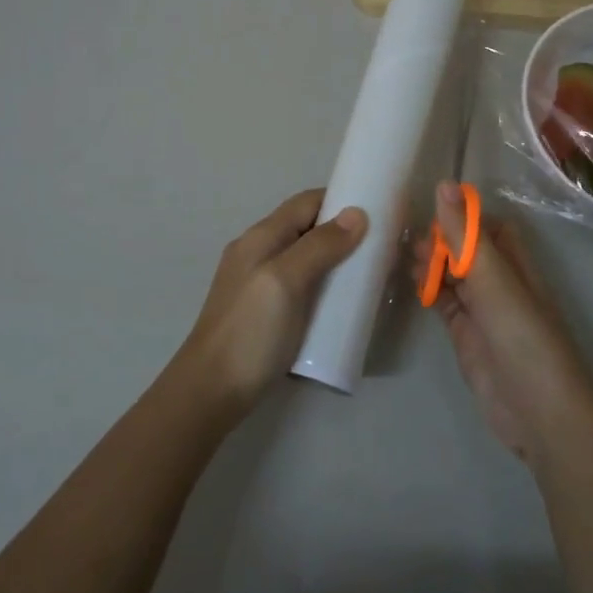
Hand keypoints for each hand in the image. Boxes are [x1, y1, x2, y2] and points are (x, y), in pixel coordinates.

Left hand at [170, 189, 367, 419]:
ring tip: (368, 275)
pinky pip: (302, 285)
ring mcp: (260, 283)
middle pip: (306, 228)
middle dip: (343, 232)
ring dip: (336, 261)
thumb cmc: (250, 332)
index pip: (306, 202)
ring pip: (305, 258)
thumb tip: (356, 213)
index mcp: (261, 237)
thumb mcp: (285, 282)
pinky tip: (342, 303)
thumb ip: (319, 246)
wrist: (211, 392)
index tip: (378, 211)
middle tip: (381, 248)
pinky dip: (324, 285)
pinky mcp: (265, 311)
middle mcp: (258, 252)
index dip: (340, 200)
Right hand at [416, 182, 592, 465]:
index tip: (428, 209)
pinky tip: (409, 283)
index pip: (489, 228)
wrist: (538, 411)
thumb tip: (444, 184)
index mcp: (515, 264)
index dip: (463, 216)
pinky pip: (444, 304)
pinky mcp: (466, 337)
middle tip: (407, 238)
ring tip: (402, 258)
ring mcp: (483, 312)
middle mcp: (500, 284)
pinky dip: (428, 291)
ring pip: (453, 277)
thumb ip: (465, 235)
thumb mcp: (492, 279)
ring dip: (431, 265)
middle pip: (467, 251)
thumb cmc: (522, 336)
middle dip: (440, 241)